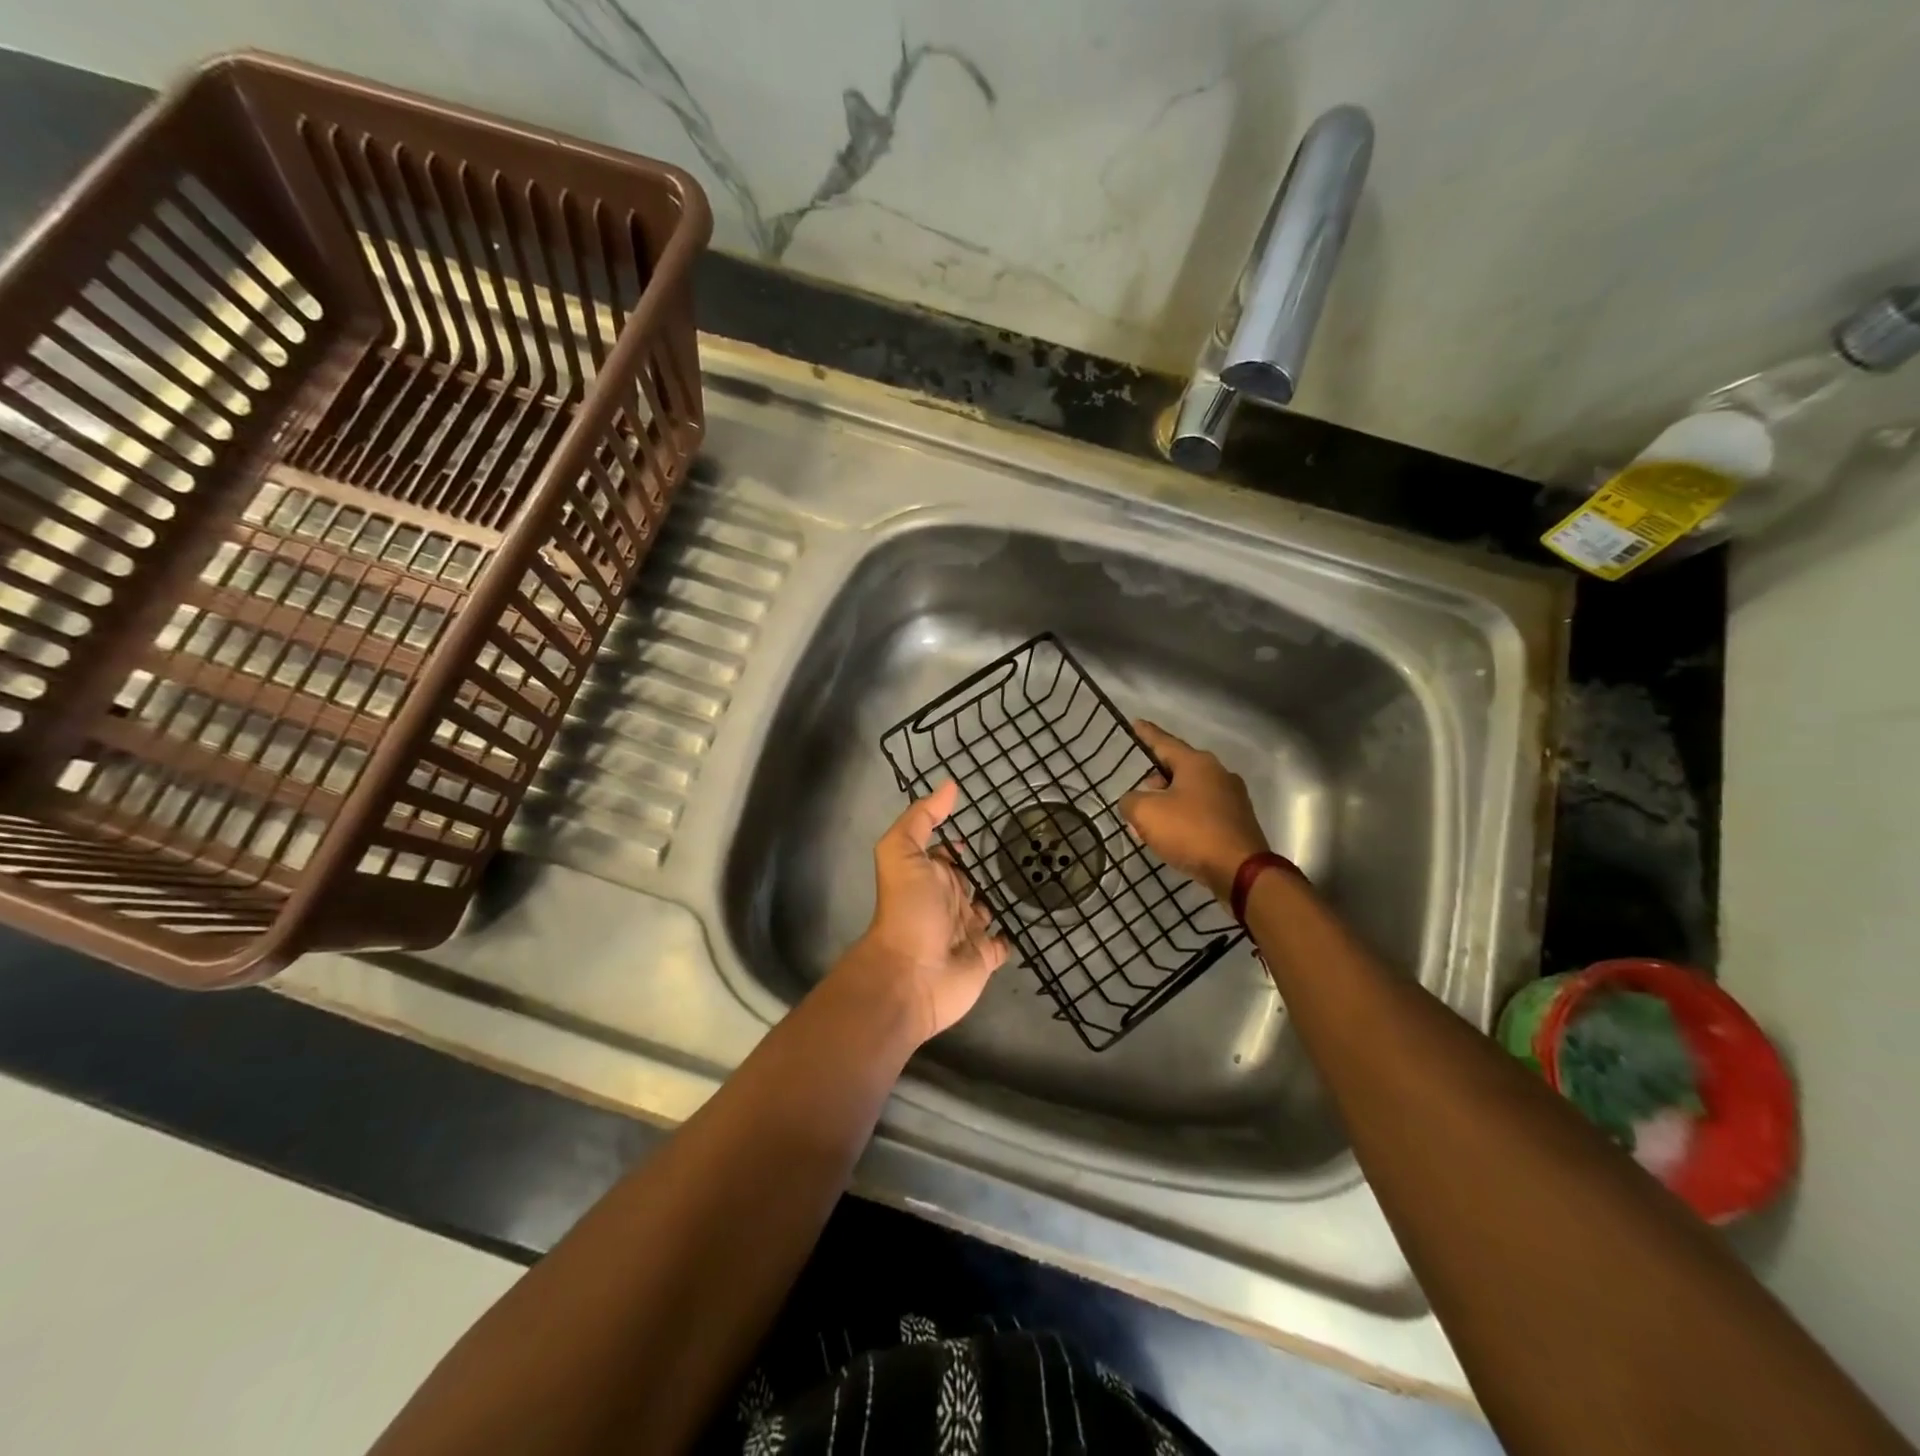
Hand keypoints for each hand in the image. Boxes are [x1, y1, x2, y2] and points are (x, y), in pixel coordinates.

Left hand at [835, 779, 1010, 1045]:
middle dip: (983, 866)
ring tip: (1031, 877)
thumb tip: (949, 785)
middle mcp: (948, 901)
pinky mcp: (985, 956)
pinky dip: (1015, 932)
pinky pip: (1004, 941)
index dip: (956, 841)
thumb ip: (922, 819)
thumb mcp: (902, 853)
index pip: (945, 853)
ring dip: (1001, 896)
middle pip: (968, 879)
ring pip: (988, 908)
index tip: (981, 824)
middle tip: (1018, 848)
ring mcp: (967, 930)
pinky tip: (1032, 916)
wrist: (913, 975)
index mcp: (929, 876)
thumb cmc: (908, 910)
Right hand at [1118, 719, 1270, 902]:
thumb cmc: (1191, 832)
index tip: (1136, 723)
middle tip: (1140, 792)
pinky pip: (1204, 811)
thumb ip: (1131, 801)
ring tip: (1153, 820)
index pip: (1164, 743)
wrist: (1241, 871)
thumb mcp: (1146, 814)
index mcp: (1197, 764)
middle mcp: (1218, 773)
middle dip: (1157, 778)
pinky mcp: (1239, 821)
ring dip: (1171, 801)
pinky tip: (1175, 835)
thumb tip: (1134, 801)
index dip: (1147, 734)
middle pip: (1179, 768)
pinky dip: (1186, 818)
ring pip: (1192, 791)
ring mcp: (1233, 798)